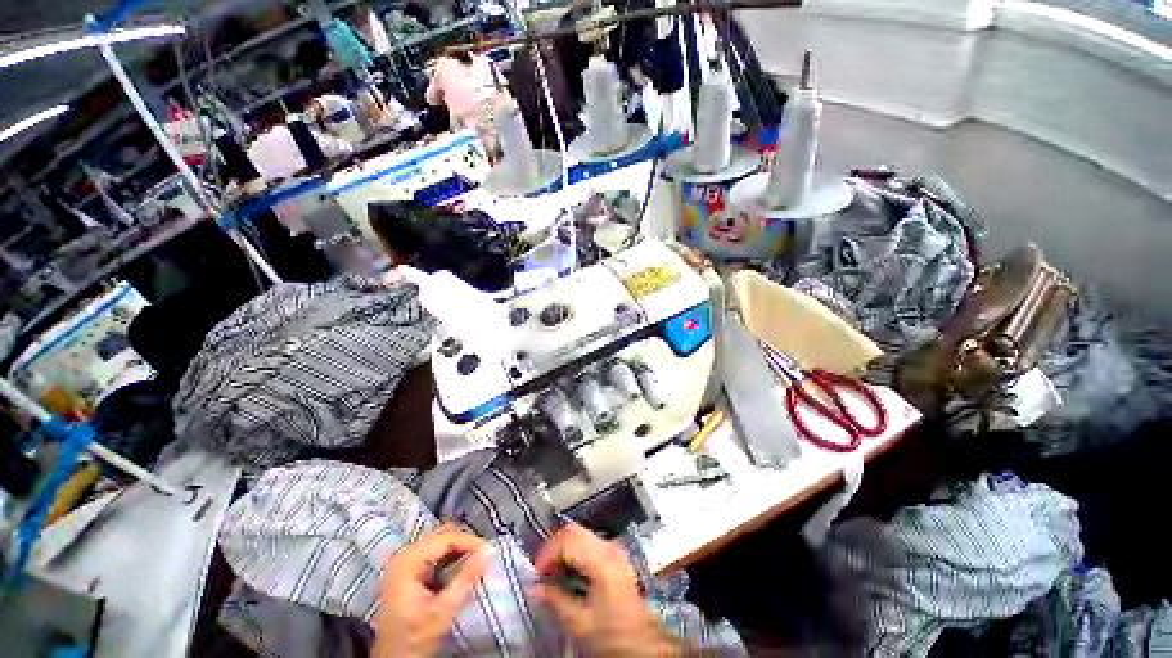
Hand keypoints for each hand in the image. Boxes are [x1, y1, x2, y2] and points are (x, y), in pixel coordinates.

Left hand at [373, 526, 494, 657]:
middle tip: (484, 556)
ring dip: (459, 549)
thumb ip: (466, 578)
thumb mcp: (443, 611)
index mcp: (408, 561)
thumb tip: (490, 550)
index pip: (447, 537)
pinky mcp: (409, 570)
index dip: (471, 542)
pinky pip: (435, 551)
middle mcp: (404, 554)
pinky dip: (451, 555)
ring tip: (476, 561)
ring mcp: (405, 561)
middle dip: (466, 543)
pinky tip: (461, 567)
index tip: (490, 552)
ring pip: (440, 541)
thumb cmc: (415, 638)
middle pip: (443, 535)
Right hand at [532, 524, 681, 656]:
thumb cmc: (612, 635)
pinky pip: (589, 543)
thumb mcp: (580, 624)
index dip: (547, 553)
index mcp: (602, 559)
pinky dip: (574, 552)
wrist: (644, 644)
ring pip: (581, 534)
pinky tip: (568, 572)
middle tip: (541, 571)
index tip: (536, 574)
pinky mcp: (616, 556)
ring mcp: (615, 549)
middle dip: (553, 547)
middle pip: (574, 531)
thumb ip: (556, 601)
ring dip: (563, 549)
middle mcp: (609, 547)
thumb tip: (534, 587)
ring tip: (552, 573)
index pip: (567, 540)